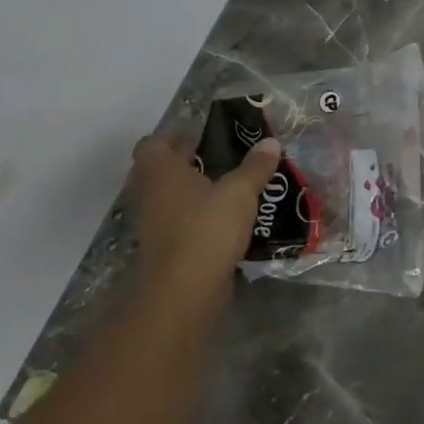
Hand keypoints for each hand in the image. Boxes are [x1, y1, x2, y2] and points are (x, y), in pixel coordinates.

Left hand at [128, 133, 280, 315]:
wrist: (185, 290)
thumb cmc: (206, 228)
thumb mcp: (240, 192)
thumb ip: (255, 167)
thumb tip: (271, 142)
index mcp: (162, 172)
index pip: (152, 144)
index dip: (172, 135)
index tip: (199, 132)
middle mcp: (152, 195)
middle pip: (162, 170)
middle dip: (188, 161)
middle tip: (223, 154)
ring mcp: (157, 224)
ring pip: (172, 197)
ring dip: (194, 189)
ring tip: (231, 183)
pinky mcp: (168, 248)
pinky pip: (182, 221)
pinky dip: (200, 215)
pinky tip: (228, 216)